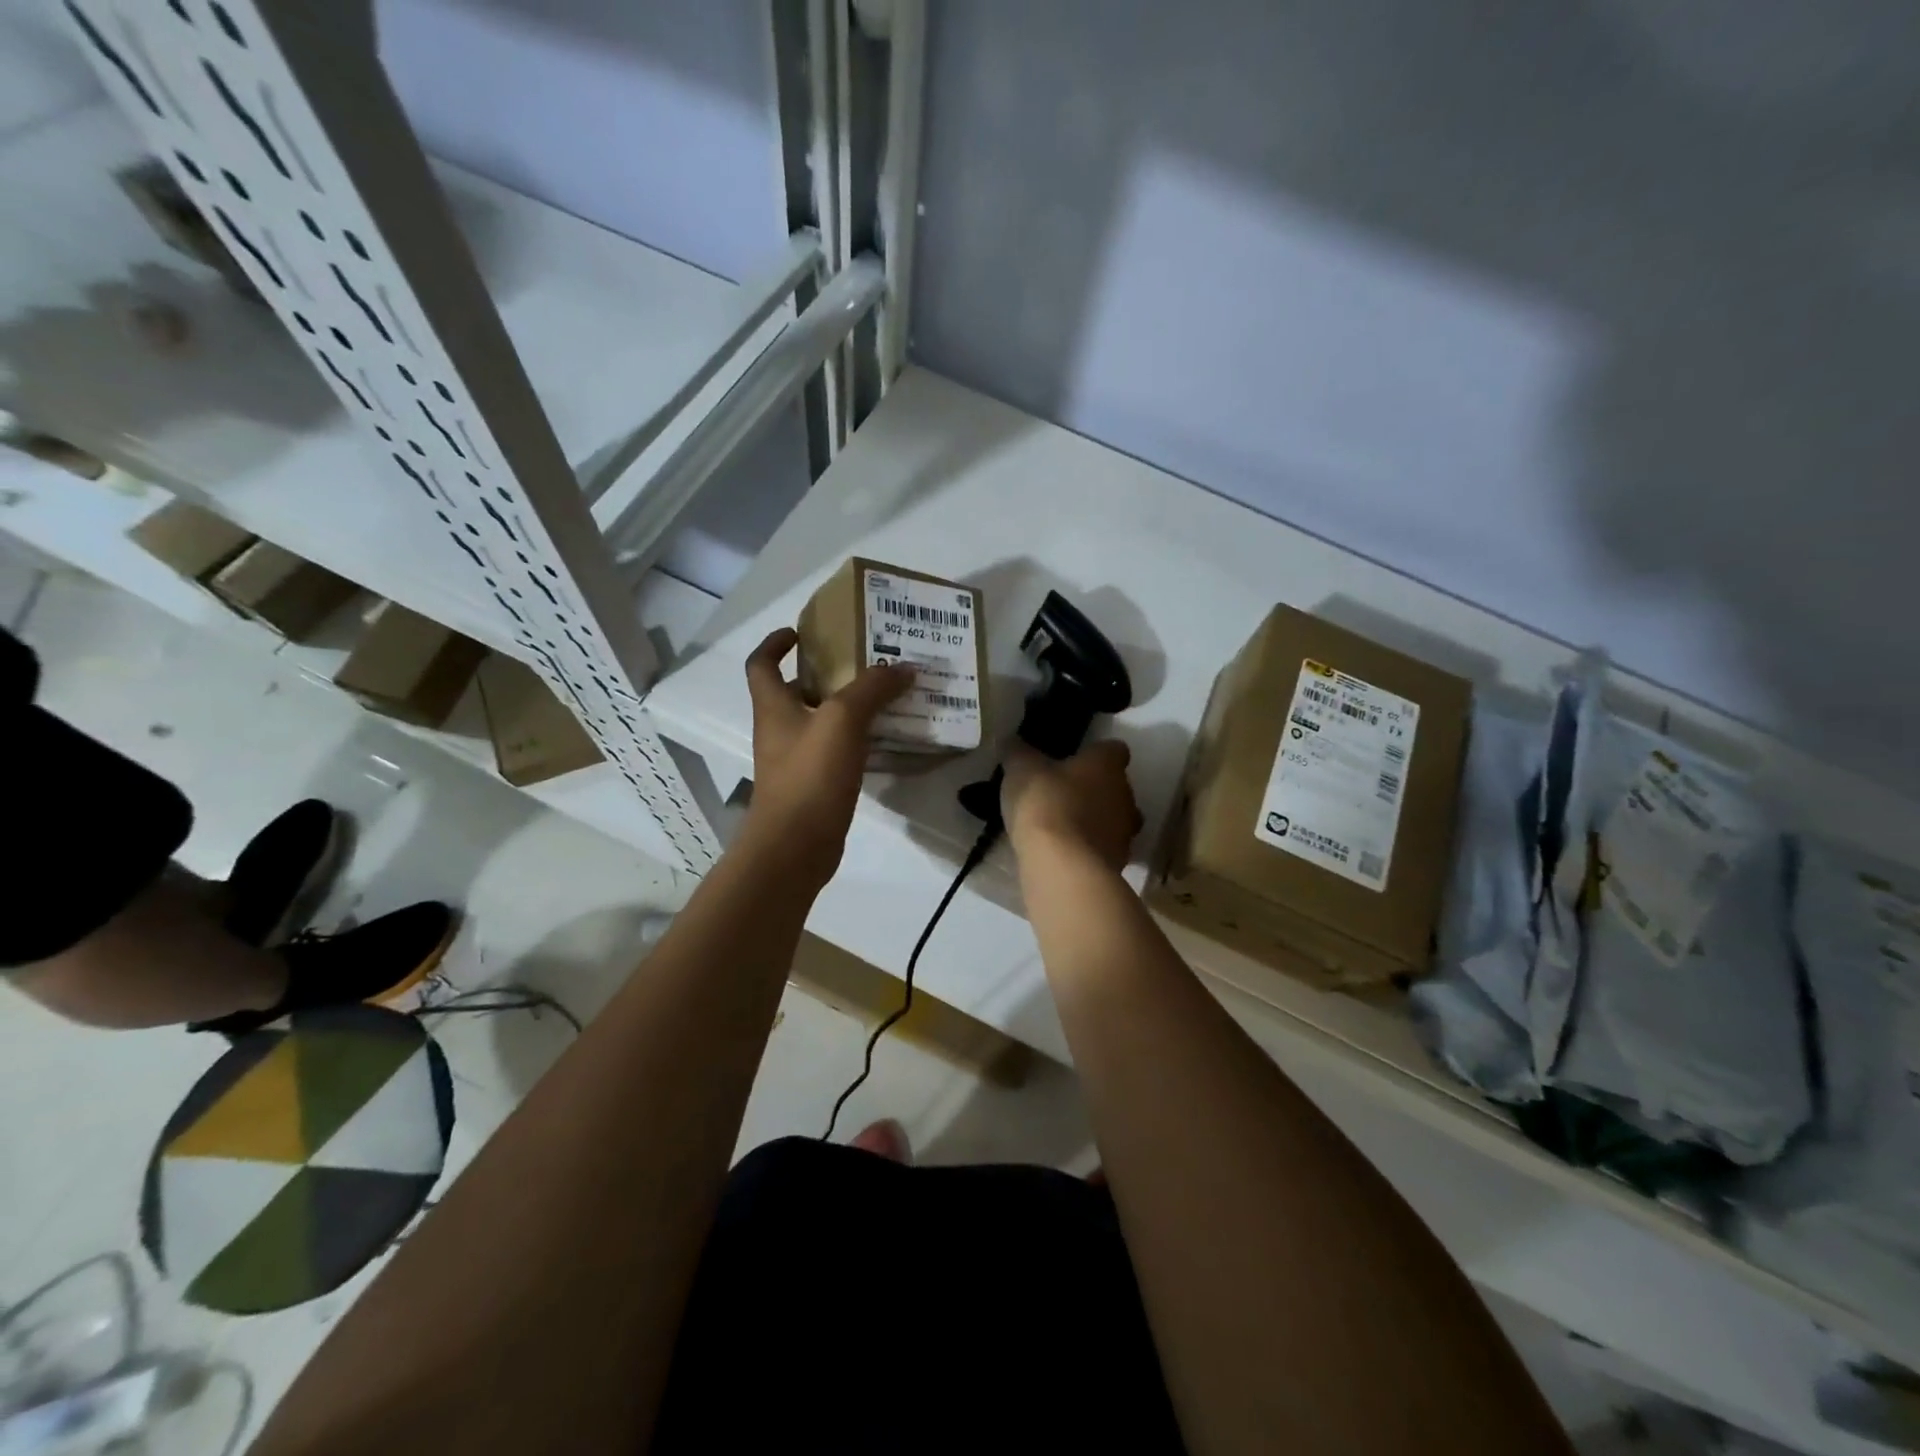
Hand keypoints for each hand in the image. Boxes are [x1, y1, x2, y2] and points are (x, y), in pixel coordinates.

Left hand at [741, 628, 913, 883]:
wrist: (794, 847)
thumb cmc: (809, 776)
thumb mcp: (843, 721)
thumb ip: (872, 689)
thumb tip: (903, 667)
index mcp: (774, 707)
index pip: (762, 664)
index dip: (775, 644)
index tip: (800, 632)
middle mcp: (779, 730)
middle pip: (797, 692)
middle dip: (826, 674)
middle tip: (865, 663)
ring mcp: (795, 761)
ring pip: (821, 723)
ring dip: (848, 708)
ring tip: (886, 696)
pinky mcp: (814, 787)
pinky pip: (836, 753)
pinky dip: (857, 741)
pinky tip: (886, 740)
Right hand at [1001, 740, 1142, 872]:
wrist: (1064, 866)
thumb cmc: (1046, 804)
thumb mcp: (1021, 771)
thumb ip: (1018, 753)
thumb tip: (1011, 741)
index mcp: (1106, 765)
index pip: (1114, 749)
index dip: (1096, 754)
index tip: (1077, 760)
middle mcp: (1125, 794)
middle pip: (1117, 786)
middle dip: (1095, 790)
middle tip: (1064, 794)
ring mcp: (1125, 832)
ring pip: (1114, 820)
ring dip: (1095, 822)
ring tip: (1063, 828)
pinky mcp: (1118, 862)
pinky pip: (1104, 849)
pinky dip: (1089, 849)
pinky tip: (1064, 854)